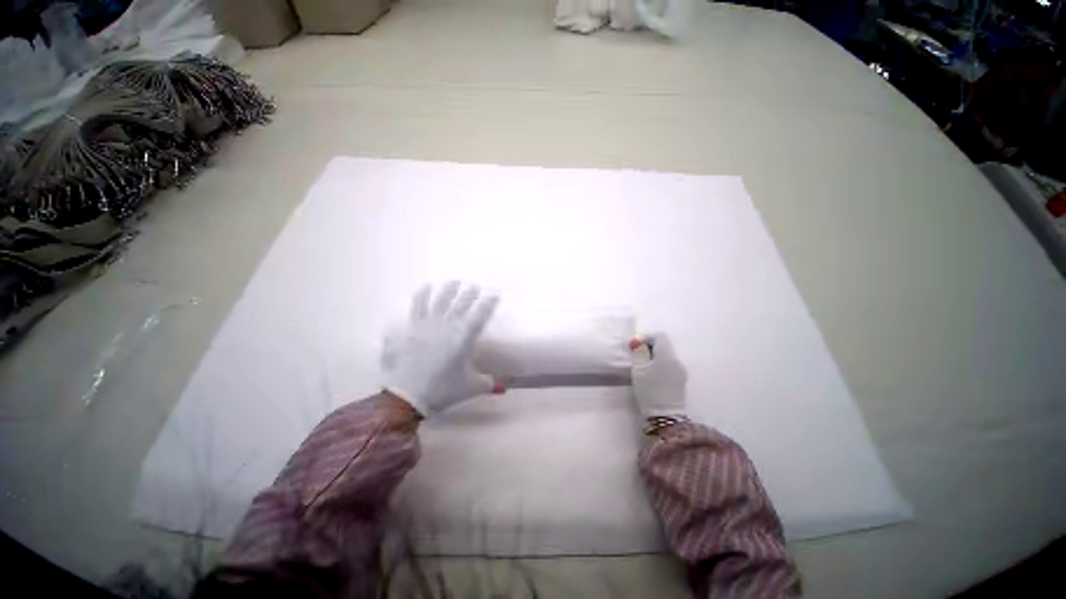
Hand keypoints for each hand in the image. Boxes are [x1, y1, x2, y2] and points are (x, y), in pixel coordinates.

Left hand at [381, 282, 501, 416]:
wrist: (406, 396)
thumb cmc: (442, 390)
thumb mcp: (470, 388)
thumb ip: (488, 383)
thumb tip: (502, 388)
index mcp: (463, 339)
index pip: (479, 316)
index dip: (488, 304)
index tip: (494, 294)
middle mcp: (447, 327)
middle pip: (461, 305)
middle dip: (470, 294)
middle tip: (476, 286)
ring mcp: (428, 325)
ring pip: (440, 301)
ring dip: (449, 290)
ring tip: (455, 282)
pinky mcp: (412, 328)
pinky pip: (417, 307)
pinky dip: (421, 295)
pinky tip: (426, 285)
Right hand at [629, 333, 686, 418]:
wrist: (665, 417)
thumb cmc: (649, 390)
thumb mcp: (639, 369)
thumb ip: (639, 352)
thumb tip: (637, 341)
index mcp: (667, 355)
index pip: (659, 336)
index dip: (646, 337)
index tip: (634, 346)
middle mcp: (677, 360)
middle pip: (663, 345)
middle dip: (649, 346)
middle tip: (635, 355)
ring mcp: (680, 371)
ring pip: (666, 355)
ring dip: (654, 356)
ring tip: (641, 366)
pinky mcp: (680, 380)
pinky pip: (669, 365)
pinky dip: (659, 364)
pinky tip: (650, 374)